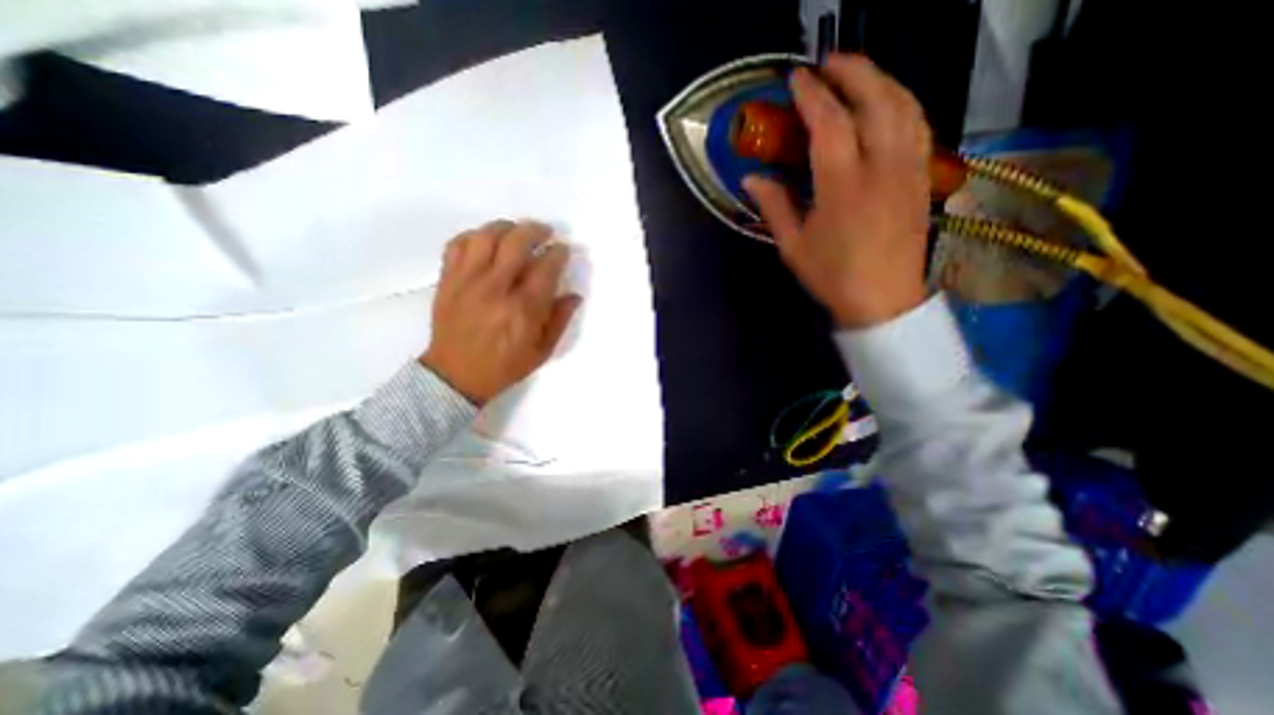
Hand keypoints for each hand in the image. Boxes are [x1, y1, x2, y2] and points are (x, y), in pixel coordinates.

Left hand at [421, 218, 579, 408]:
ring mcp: (468, 281)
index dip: (558, 253)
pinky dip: (474, 235)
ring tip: (516, 231)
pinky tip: (486, 241)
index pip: (545, 267)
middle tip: (545, 233)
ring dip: (506, 227)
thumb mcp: (542, 351)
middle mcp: (496, 289)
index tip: (562, 250)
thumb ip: (560, 320)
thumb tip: (574, 295)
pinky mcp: (448, 280)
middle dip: (535, 231)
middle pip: (516, 242)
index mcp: (523, 309)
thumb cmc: (504, 366)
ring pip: (486, 236)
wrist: (456, 375)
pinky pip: (458, 244)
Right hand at [743, 52, 932, 327]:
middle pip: (875, 100)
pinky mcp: (922, 177)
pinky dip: (903, 102)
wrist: (883, 299)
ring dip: (881, 79)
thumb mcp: (794, 247)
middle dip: (852, 71)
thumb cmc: (833, 276)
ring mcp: (908, 169)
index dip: (812, 96)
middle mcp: (881, 168)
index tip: (796, 79)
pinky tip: (889, 102)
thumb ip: (774, 207)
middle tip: (828, 61)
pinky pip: (919, 125)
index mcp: (843, 187)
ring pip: (904, 105)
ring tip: (858, 73)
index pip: (830, 124)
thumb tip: (751, 179)